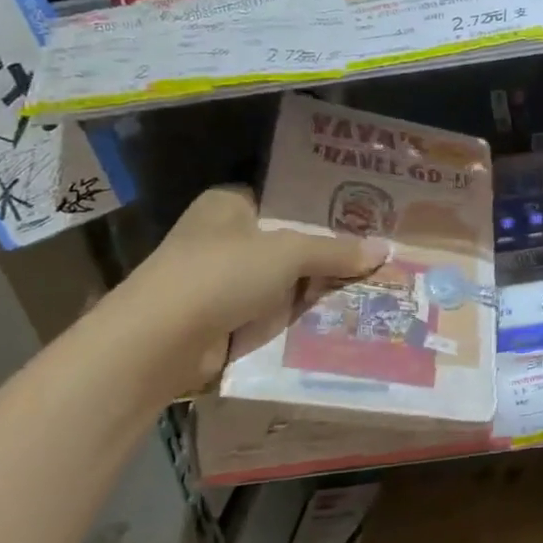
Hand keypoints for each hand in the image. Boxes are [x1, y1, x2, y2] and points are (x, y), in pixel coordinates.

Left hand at [128, 186, 388, 390]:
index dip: (324, 210)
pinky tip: (340, 321)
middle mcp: (224, 238)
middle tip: (379, 257)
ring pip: (284, 282)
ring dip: (316, 291)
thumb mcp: (288, 253)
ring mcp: (221, 282)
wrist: (159, 343)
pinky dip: (298, 320)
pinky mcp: (223, 320)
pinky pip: (273, 315)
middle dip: (328, 255)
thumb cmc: (220, 275)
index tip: (367, 220)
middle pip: (289, 243)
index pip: (285, 199)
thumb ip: (335, 251)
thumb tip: (383, 250)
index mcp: (230, 205)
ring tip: (373, 290)